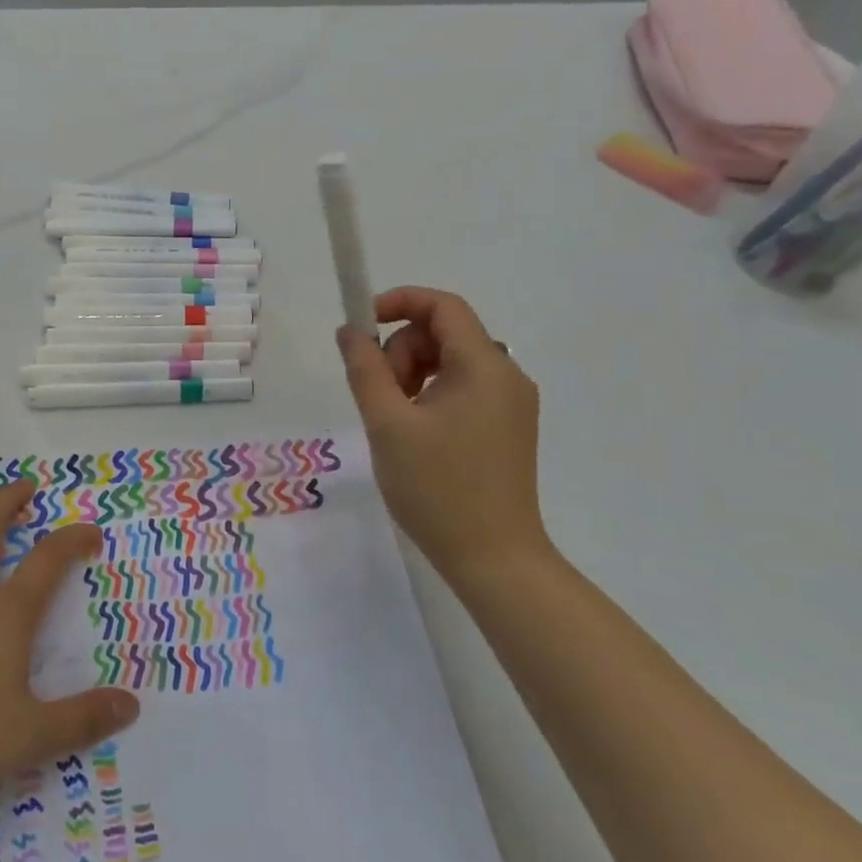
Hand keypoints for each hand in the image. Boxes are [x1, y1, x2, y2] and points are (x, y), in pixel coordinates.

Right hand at [336, 286, 550, 585]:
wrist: (494, 560)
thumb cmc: (437, 488)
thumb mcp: (387, 424)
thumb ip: (365, 369)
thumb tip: (350, 331)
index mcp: (484, 366)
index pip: (444, 306)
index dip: (400, 302)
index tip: (362, 325)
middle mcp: (506, 375)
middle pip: (445, 333)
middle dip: (402, 351)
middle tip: (378, 394)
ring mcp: (511, 403)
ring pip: (451, 361)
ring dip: (414, 374)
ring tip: (394, 418)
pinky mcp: (508, 427)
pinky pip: (463, 388)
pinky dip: (432, 393)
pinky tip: (415, 431)